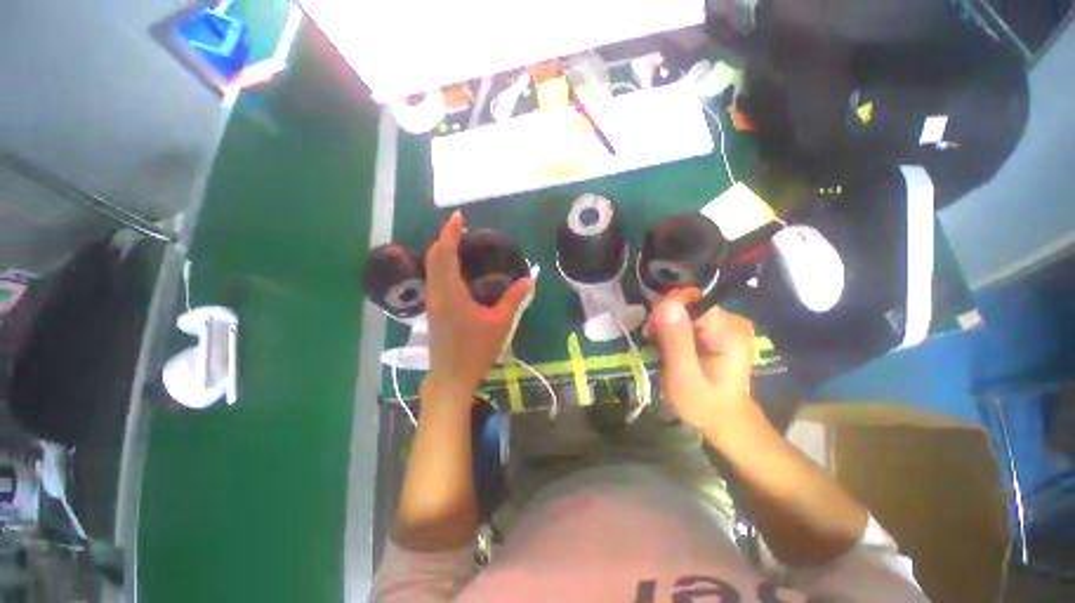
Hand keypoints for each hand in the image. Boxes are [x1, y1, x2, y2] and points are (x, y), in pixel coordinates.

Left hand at [422, 212, 533, 403]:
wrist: (451, 377)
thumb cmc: (476, 351)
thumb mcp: (500, 324)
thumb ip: (514, 299)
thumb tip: (529, 280)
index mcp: (451, 293)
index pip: (445, 254)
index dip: (450, 233)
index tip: (458, 217)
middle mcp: (436, 294)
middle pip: (434, 257)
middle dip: (444, 238)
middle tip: (460, 227)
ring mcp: (431, 303)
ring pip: (431, 268)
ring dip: (441, 251)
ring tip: (458, 243)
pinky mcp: (433, 310)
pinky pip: (434, 278)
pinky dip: (441, 265)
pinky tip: (455, 269)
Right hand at [645, 288, 756, 438]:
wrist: (725, 420)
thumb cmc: (704, 404)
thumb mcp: (683, 378)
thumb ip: (675, 341)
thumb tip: (666, 304)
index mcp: (728, 331)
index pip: (691, 301)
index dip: (667, 311)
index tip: (652, 331)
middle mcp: (732, 321)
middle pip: (687, 304)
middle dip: (665, 320)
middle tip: (654, 343)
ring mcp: (727, 325)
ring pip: (686, 311)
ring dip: (667, 326)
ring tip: (661, 349)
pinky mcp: (719, 330)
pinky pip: (689, 319)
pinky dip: (675, 330)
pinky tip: (671, 347)